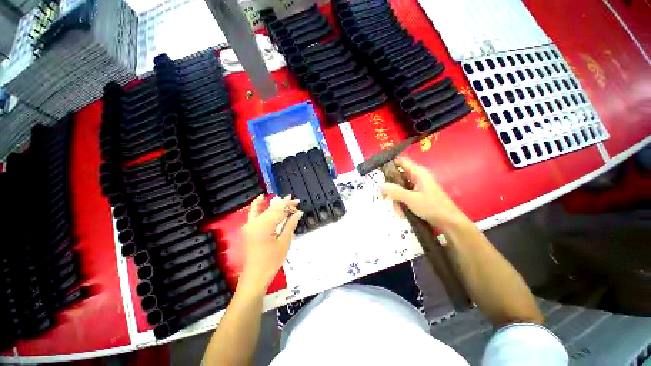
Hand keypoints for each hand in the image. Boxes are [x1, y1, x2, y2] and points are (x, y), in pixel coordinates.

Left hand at [239, 195, 302, 293]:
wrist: (255, 277)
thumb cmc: (271, 261)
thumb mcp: (284, 242)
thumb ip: (290, 225)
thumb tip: (298, 212)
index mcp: (264, 226)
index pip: (278, 211)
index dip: (289, 206)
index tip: (297, 202)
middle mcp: (254, 222)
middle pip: (272, 209)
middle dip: (284, 204)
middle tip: (295, 201)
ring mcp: (249, 225)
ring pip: (264, 210)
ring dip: (276, 205)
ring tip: (286, 200)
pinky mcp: (248, 229)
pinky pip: (253, 213)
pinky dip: (258, 205)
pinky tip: (261, 198)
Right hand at [381, 157, 469, 231]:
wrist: (450, 222)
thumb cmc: (432, 207)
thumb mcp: (411, 199)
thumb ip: (395, 191)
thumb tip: (380, 185)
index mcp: (418, 173)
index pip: (401, 161)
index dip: (390, 164)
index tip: (379, 173)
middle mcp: (417, 177)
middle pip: (398, 177)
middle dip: (391, 188)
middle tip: (384, 196)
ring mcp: (417, 187)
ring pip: (400, 188)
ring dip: (396, 199)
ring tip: (398, 211)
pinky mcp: (418, 196)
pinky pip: (404, 196)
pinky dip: (402, 203)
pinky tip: (402, 213)